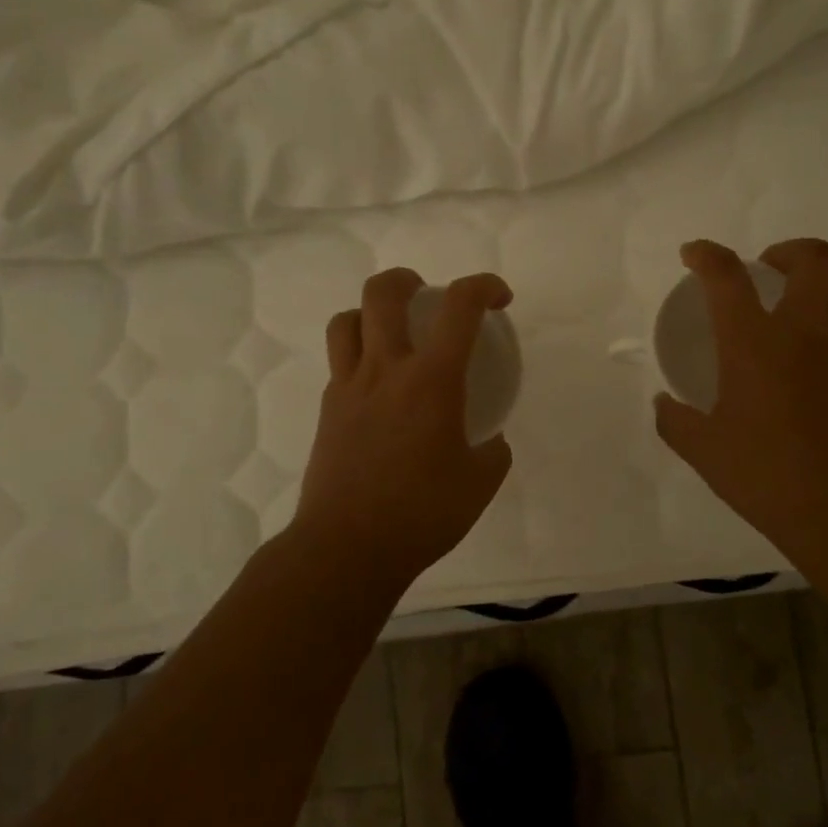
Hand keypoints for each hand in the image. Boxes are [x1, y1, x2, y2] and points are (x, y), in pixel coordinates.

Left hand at [288, 268, 514, 587]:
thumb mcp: (480, 483)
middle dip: (409, 280)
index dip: (484, 287)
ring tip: (391, 333)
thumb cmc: (423, 513)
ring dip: (371, 313)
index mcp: (431, 380)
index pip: (460, 307)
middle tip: (428, 297)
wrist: (348, 547)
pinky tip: (378, 388)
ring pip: (347, 320)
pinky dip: (359, 355)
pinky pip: (339, 362)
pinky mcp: (328, 410)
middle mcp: (385, 369)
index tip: (499, 299)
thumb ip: (492, 452)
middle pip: (383, 292)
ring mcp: (348, 387)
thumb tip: (489, 441)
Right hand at [654, 238, 827, 560]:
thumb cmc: (766, 475)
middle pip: (811, 259)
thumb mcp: (703, 451)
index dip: (706, 254)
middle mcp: (804, 333)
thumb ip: (675, 421)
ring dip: (820, 282)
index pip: (728, 276)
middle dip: (784, 251)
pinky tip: (813, 364)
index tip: (693, 254)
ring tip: (797, 306)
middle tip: (764, 271)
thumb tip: (663, 404)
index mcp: (754, 344)